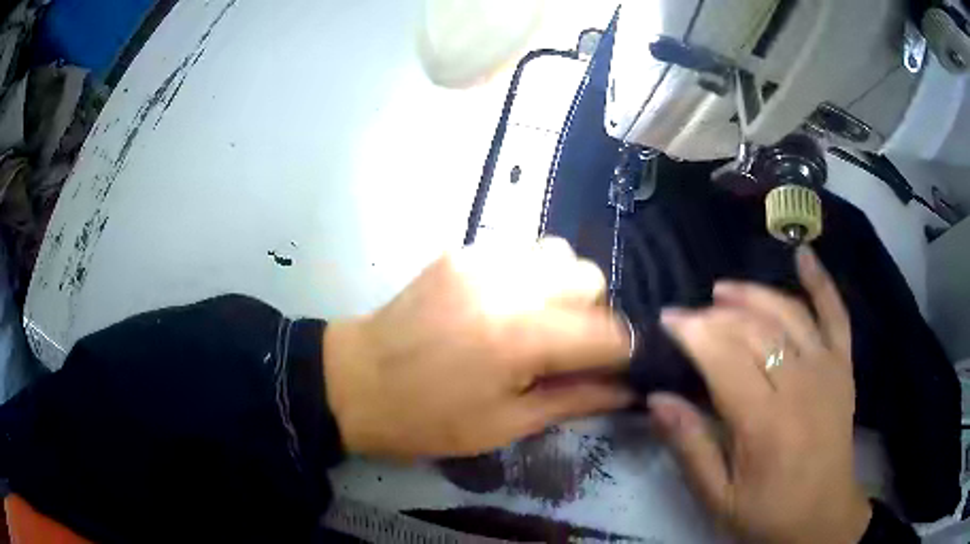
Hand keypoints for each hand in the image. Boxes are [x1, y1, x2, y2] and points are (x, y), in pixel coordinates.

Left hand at [324, 238, 632, 458]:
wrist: (356, 380)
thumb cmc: (429, 418)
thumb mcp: (506, 424)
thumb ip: (576, 400)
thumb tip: (628, 389)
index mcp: (521, 338)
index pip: (608, 331)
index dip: (621, 352)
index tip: (610, 369)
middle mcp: (508, 285)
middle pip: (590, 277)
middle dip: (593, 314)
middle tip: (564, 347)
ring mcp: (481, 258)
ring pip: (559, 252)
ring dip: (562, 287)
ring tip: (535, 321)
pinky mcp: (461, 250)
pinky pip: (520, 249)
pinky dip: (528, 275)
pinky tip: (502, 304)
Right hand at [652, 247, 872, 543]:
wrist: (823, 517)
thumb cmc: (767, 513)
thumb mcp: (718, 496)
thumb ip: (690, 447)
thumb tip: (658, 397)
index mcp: (765, 423)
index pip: (724, 358)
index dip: (693, 332)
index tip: (667, 319)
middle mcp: (800, 385)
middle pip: (754, 330)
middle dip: (715, 315)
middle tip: (688, 315)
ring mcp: (828, 370)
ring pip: (788, 314)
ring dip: (754, 294)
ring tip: (724, 290)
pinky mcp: (844, 367)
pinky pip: (835, 315)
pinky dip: (821, 282)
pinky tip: (803, 254)